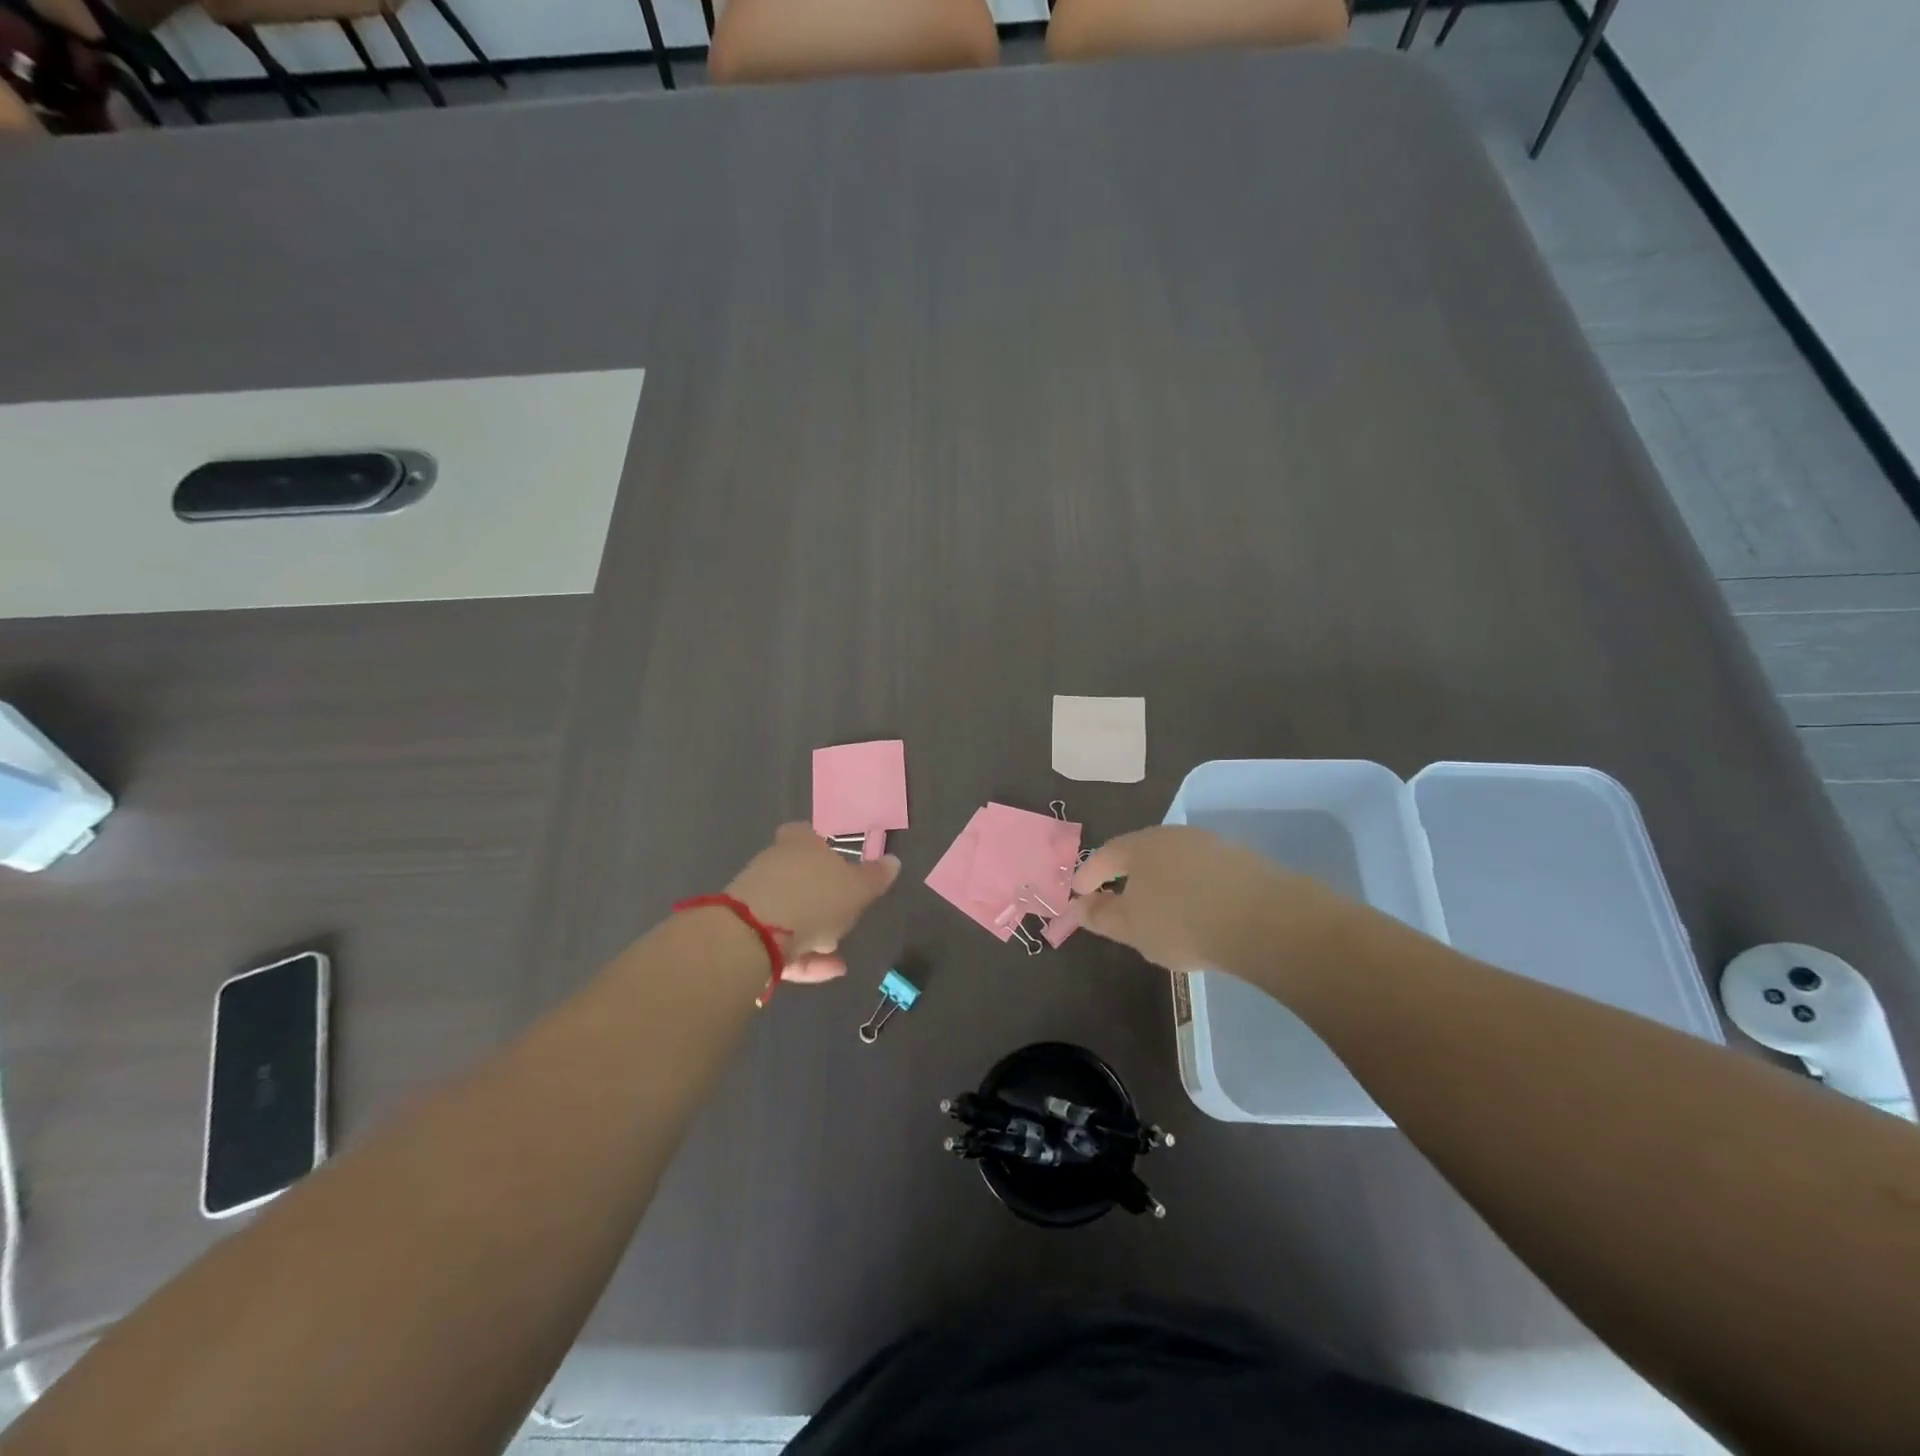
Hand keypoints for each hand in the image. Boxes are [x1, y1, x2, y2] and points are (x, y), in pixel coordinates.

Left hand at [727, 823, 900, 982]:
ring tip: (837, 954)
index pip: (805, 833)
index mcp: (799, 843)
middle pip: (799, 877)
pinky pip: (782, 942)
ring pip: (791, 913)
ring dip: (815, 932)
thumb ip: (875, 877)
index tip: (836, 862)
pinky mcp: (746, 932)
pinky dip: (804, 955)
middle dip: (822, 899)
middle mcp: (773, 864)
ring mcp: (756, 898)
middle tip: (845, 917)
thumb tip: (893, 861)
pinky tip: (829, 971)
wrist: (755, 935)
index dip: (820, 846)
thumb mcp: (857, 888)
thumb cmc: (815, 896)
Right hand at [1070, 825, 1333, 974]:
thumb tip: (1077, 906)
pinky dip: (1191, 888)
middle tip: (1117, 898)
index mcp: (1139, 845)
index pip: (1105, 854)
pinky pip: (1203, 873)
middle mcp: (1172, 835)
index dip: (1089, 874)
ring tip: (1159, 908)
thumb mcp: (1132, 927)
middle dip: (1126, 875)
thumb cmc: (1182, 922)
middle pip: (1140, 853)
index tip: (1078, 893)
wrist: (1263, 920)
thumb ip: (1101, 916)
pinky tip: (1196, 910)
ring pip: (1174, 861)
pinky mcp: (1241, 861)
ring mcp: (1210, 845)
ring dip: (1161, 881)